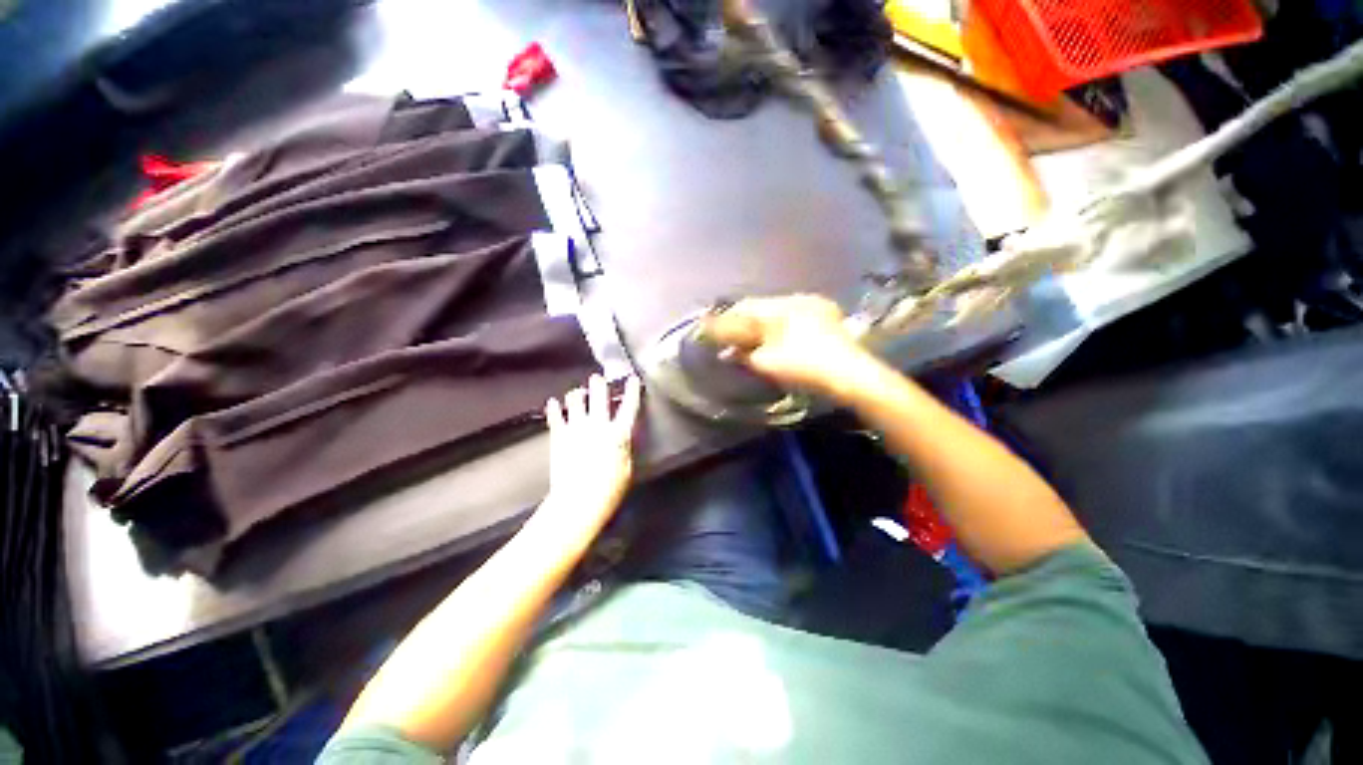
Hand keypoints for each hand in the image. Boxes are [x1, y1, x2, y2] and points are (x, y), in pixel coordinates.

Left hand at [541, 374, 642, 532]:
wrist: (578, 501)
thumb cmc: (609, 489)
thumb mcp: (626, 468)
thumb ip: (623, 447)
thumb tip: (621, 437)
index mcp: (618, 433)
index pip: (629, 406)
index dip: (632, 391)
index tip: (633, 380)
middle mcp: (598, 425)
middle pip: (599, 395)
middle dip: (599, 383)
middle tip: (597, 378)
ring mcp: (576, 428)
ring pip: (575, 400)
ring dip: (577, 393)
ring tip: (577, 392)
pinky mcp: (559, 436)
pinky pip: (555, 416)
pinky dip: (554, 408)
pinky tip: (553, 402)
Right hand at [702, 294, 876, 397]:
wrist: (853, 377)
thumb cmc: (806, 367)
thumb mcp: (768, 363)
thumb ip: (744, 354)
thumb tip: (727, 352)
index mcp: (782, 306)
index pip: (745, 307)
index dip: (726, 319)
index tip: (710, 328)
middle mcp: (799, 299)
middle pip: (761, 308)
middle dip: (744, 323)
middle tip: (729, 338)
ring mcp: (816, 307)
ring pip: (778, 313)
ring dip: (761, 327)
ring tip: (749, 341)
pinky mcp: (827, 318)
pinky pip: (794, 319)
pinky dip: (779, 329)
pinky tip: (774, 341)